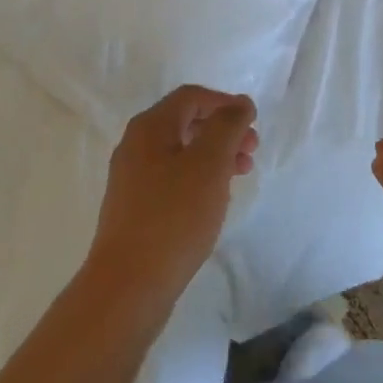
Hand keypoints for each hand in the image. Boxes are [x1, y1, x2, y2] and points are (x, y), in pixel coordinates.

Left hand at [85, 86, 258, 312]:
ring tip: (239, 176)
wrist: (128, 285)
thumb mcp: (209, 164)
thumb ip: (227, 126)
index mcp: (149, 127)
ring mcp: (131, 178)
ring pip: (180, 152)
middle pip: (185, 122)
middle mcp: (135, 145)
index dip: (225, 103)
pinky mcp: (134, 207)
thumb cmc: (174, 216)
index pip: (191, 97)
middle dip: (222, 131)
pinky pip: (171, 177)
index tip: (254, 124)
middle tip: (251, 152)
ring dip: (213, 156)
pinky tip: (213, 200)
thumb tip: (239, 103)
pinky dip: (197, 178)